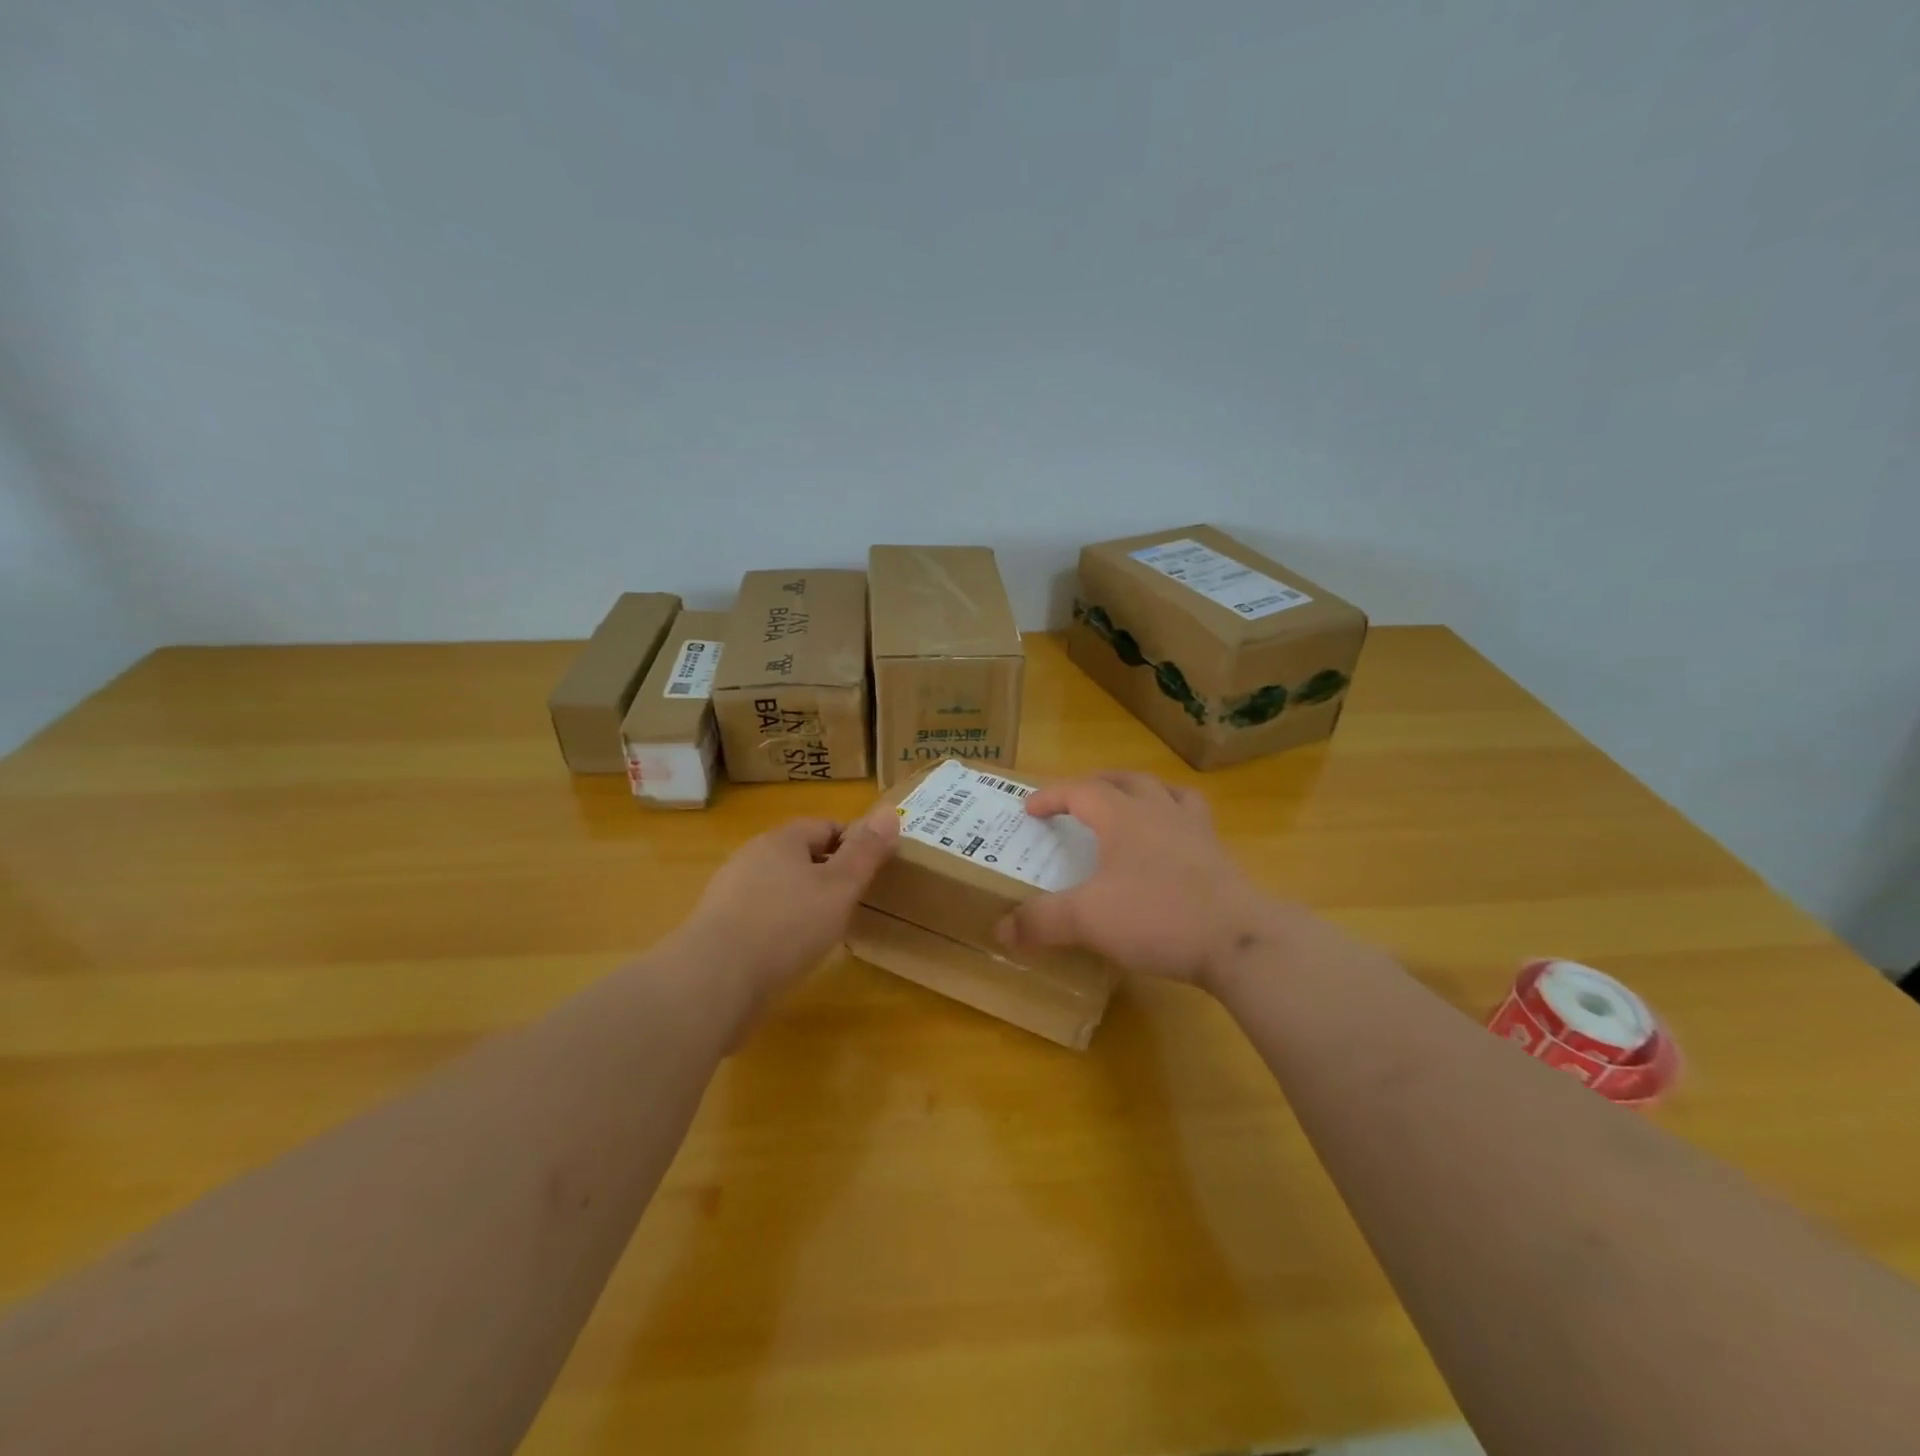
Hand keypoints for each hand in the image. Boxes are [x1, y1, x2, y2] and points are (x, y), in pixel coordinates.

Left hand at [680, 811, 898, 1002]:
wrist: (714, 980)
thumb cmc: (787, 925)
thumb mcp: (840, 887)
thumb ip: (866, 852)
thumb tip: (889, 812)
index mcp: (781, 840)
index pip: (825, 826)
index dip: (853, 844)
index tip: (871, 872)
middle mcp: (750, 857)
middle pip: (799, 856)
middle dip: (827, 874)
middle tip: (852, 903)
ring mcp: (729, 893)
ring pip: (778, 887)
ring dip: (801, 902)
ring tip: (824, 932)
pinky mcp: (717, 928)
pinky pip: (758, 917)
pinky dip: (778, 928)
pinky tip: (788, 954)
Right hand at [995, 771, 1278, 987]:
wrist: (1238, 939)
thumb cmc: (1158, 916)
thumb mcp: (1088, 920)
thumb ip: (1042, 921)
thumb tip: (1001, 929)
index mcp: (1123, 816)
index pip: (1080, 791)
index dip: (1051, 796)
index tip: (1029, 809)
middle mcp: (1159, 811)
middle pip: (1124, 780)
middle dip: (1095, 785)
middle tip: (1076, 800)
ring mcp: (1195, 829)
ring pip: (1164, 791)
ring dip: (1139, 791)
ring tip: (1128, 805)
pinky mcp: (1219, 854)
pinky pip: (1193, 818)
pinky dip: (1174, 817)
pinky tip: (1172, 839)